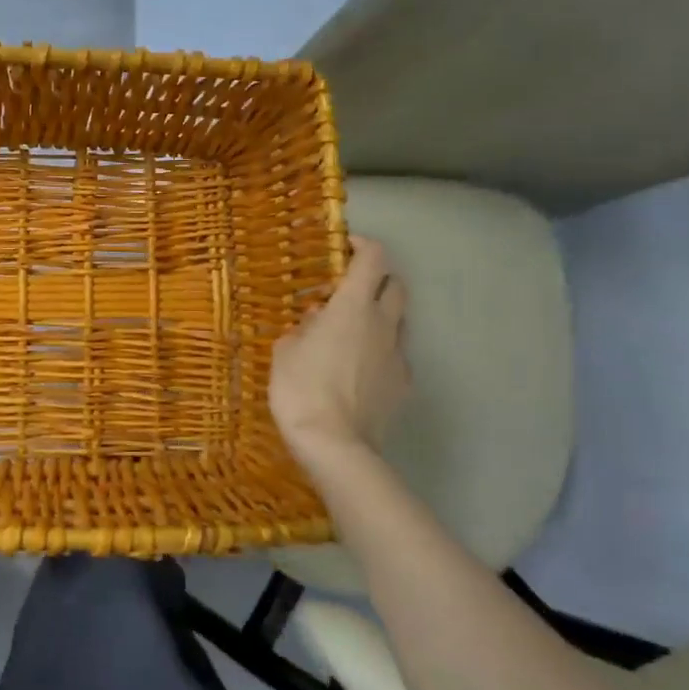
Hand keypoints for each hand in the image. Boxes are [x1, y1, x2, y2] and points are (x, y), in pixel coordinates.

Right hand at [269, 235, 411, 469]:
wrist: (335, 445)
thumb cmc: (301, 388)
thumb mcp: (285, 351)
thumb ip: (302, 329)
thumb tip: (317, 321)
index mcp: (353, 306)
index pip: (373, 258)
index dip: (362, 244)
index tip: (344, 246)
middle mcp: (383, 324)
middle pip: (396, 285)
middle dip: (377, 279)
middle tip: (350, 288)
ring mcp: (398, 356)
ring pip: (399, 322)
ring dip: (380, 317)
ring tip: (352, 332)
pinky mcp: (403, 386)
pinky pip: (396, 357)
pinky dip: (381, 352)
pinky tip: (360, 369)